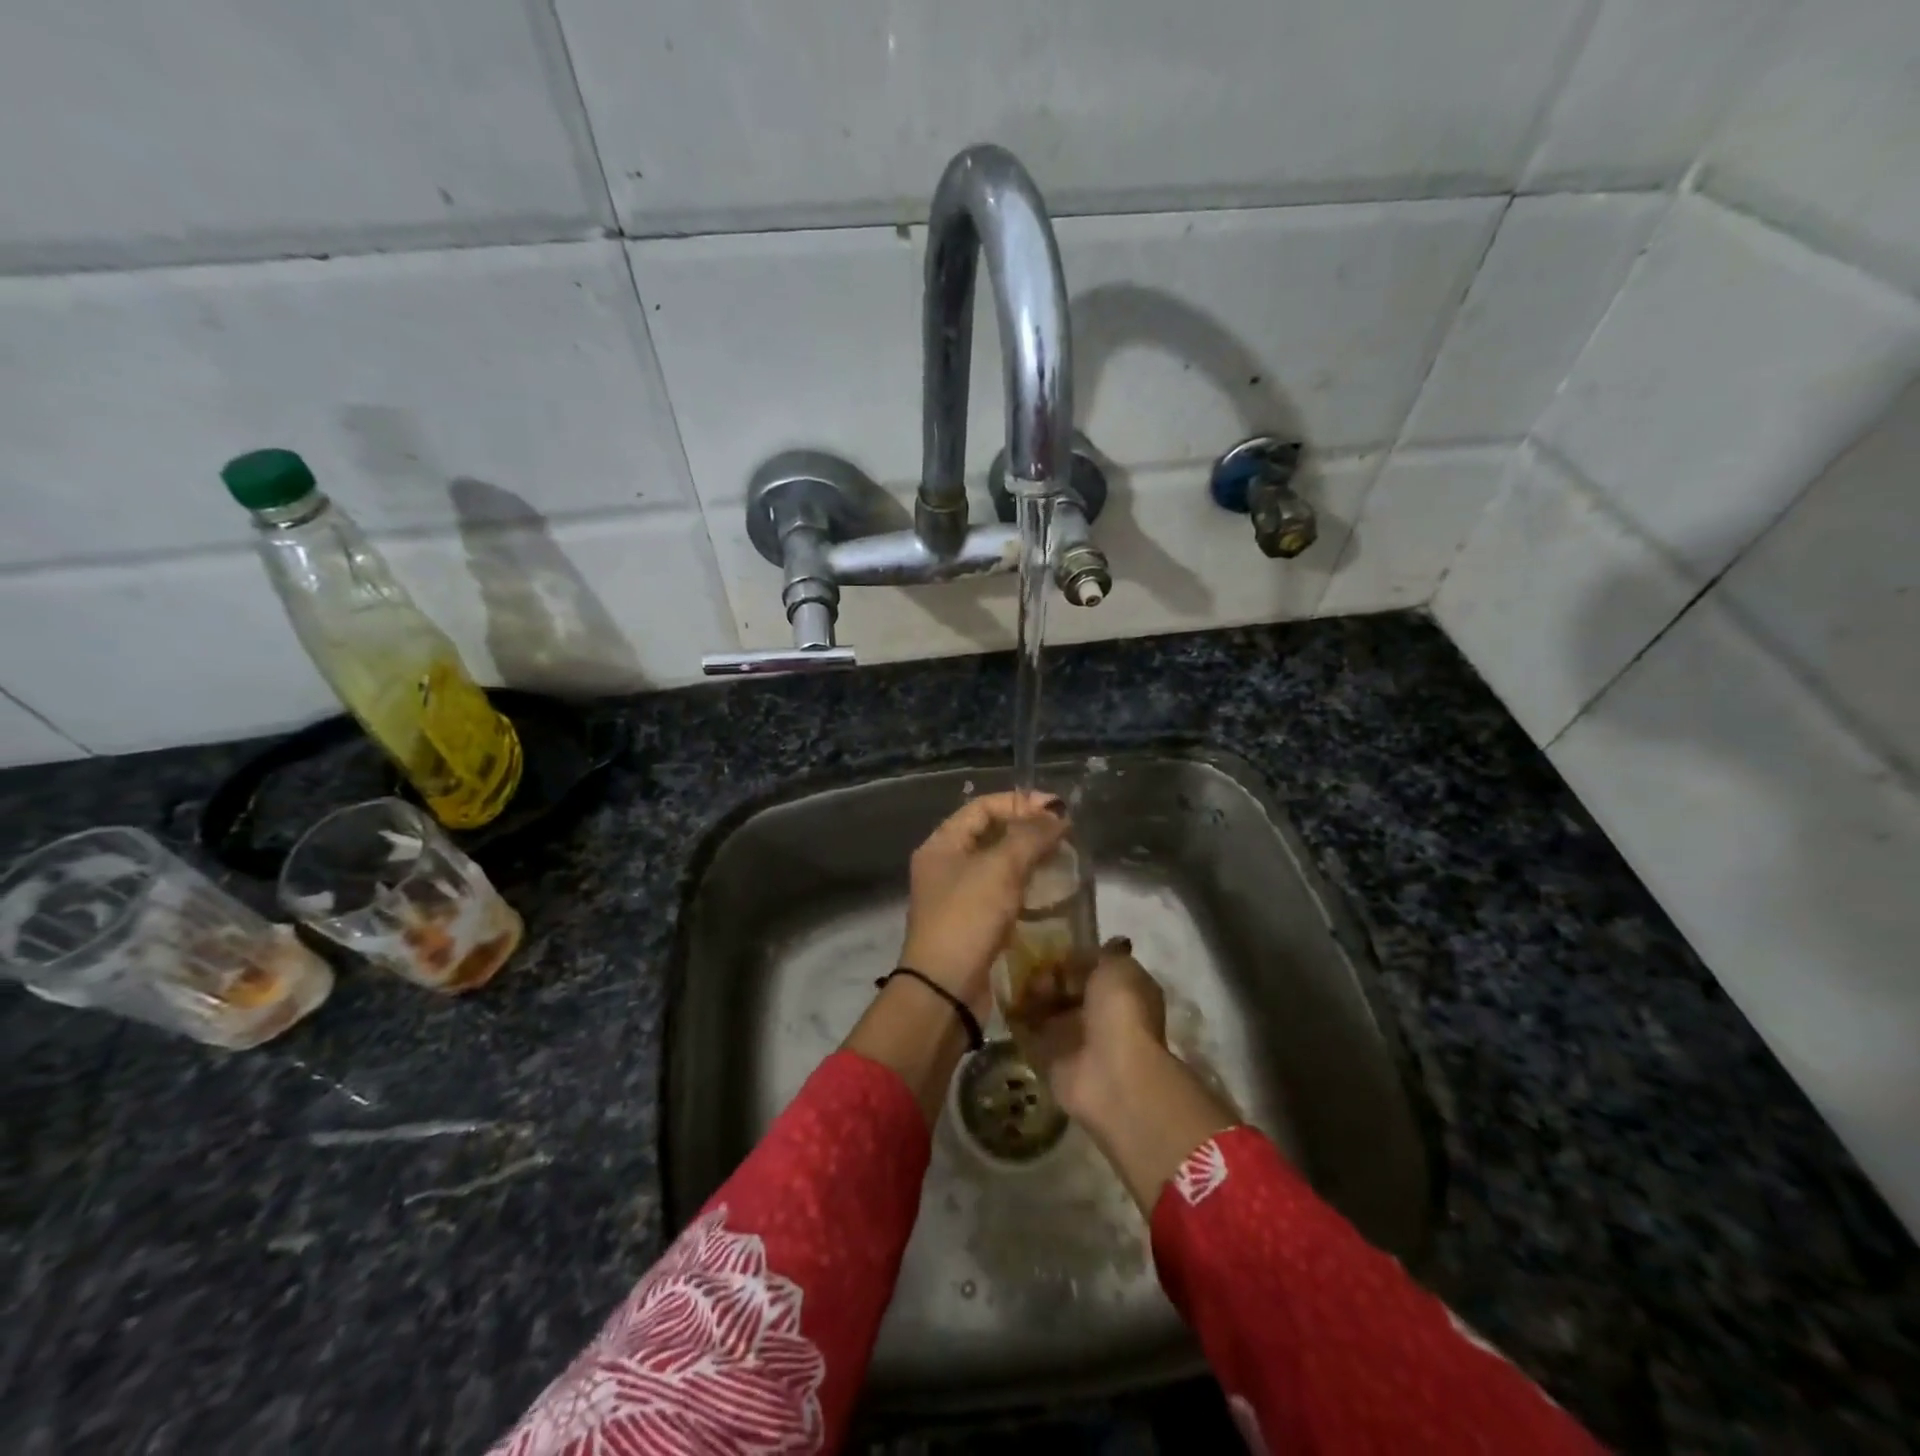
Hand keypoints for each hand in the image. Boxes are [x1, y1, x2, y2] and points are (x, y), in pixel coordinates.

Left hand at [898, 790, 1068, 1015]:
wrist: (945, 991)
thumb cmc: (967, 919)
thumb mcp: (1000, 869)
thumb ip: (1029, 836)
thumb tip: (1058, 815)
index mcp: (942, 844)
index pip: (982, 807)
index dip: (1019, 802)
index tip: (1057, 809)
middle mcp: (946, 865)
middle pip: (990, 834)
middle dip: (1028, 830)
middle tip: (1065, 835)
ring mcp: (958, 896)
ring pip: (998, 865)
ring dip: (1029, 859)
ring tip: (1064, 860)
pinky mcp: (973, 924)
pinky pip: (1002, 893)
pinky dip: (1025, 888)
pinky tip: (1051, 893)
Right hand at [1022, 939, 1167, 1122]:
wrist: (1112, 1074)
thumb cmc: (1121, 1012)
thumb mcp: (1117, 967)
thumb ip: (1098, 954)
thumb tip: (1083, 951)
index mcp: (1120, 991)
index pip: (1090, 967)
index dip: (1071, 957)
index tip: (1050, 948)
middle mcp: (1098, 1014)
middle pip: (1063, 987)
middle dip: (1046, 975)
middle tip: (1032, 969)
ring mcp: (1073, 1038)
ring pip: (1044, 1007)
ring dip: (1030, 994)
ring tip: (1020, 986)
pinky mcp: (1048, 1058)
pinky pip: (1026, 1032)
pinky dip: (1014, 1018)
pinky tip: (1005, 1000)